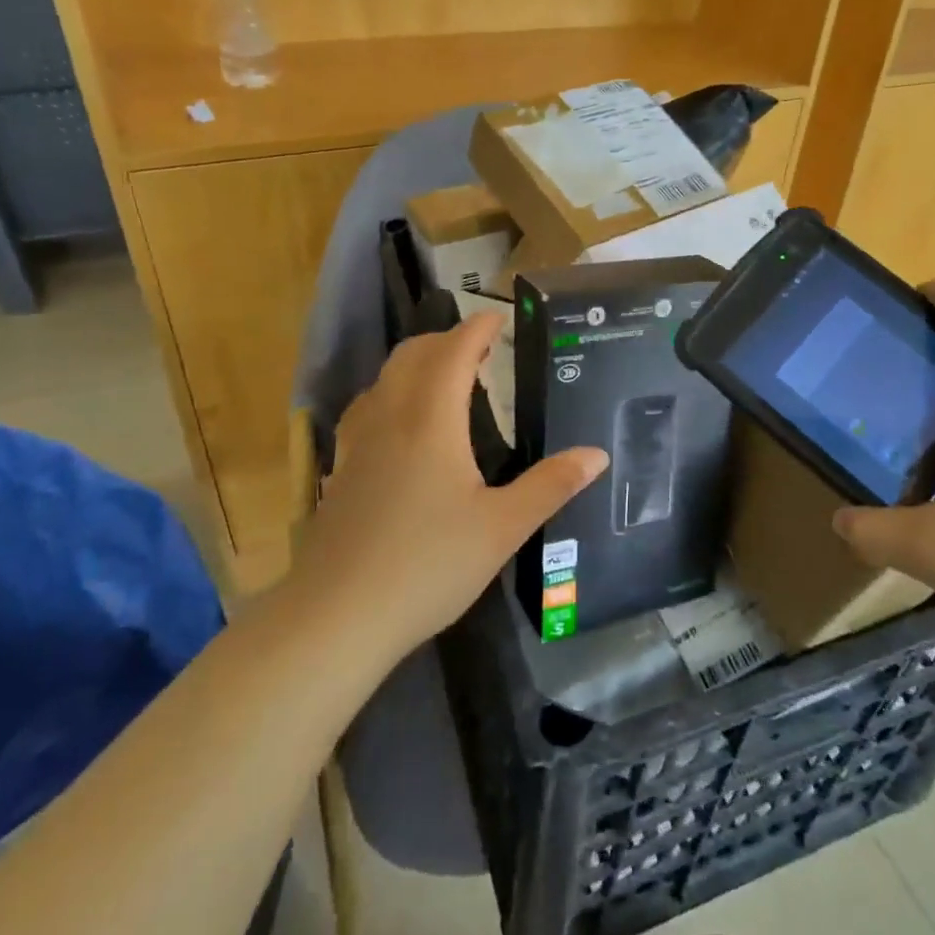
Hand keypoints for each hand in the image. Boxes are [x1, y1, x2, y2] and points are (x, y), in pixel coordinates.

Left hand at [290, 314, 606, 662]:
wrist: (337, 617)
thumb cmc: (428, 566)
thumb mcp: (502, 528)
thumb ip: (550, 485)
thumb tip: (596, 454)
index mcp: (431, 421)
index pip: (454, 353)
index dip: (477, 329)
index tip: (499, 318)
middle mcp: (390, 419)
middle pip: (412, 356)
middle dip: (445, 340)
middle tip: (479, 348)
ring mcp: (358, 444)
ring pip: (384, 380)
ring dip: (415, 363)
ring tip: (443, 378)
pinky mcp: (340, 471)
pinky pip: (367, 409)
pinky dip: (391, 394)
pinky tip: (400, 426)